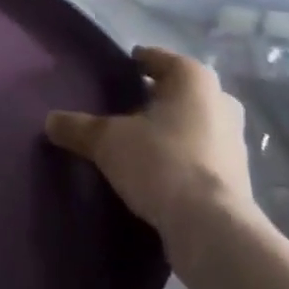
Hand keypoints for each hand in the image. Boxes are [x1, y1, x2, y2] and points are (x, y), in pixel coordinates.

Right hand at [45, 47, 255, 240]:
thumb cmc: (161, 163)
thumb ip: (78, 127)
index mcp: (193, 78)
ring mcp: (234, 141)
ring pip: (193, 123)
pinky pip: (201, 155)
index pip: (156, 58)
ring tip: (137, 143)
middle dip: (154, 99)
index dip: (133, 64)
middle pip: (178, 91)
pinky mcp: (238, 177)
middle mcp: (220, 101)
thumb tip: (50, 121)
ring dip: (170, 130)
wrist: (212, 230)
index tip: (113, 75)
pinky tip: (158, 172)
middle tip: (123, 110)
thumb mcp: (108, 141)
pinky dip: (182, 158)